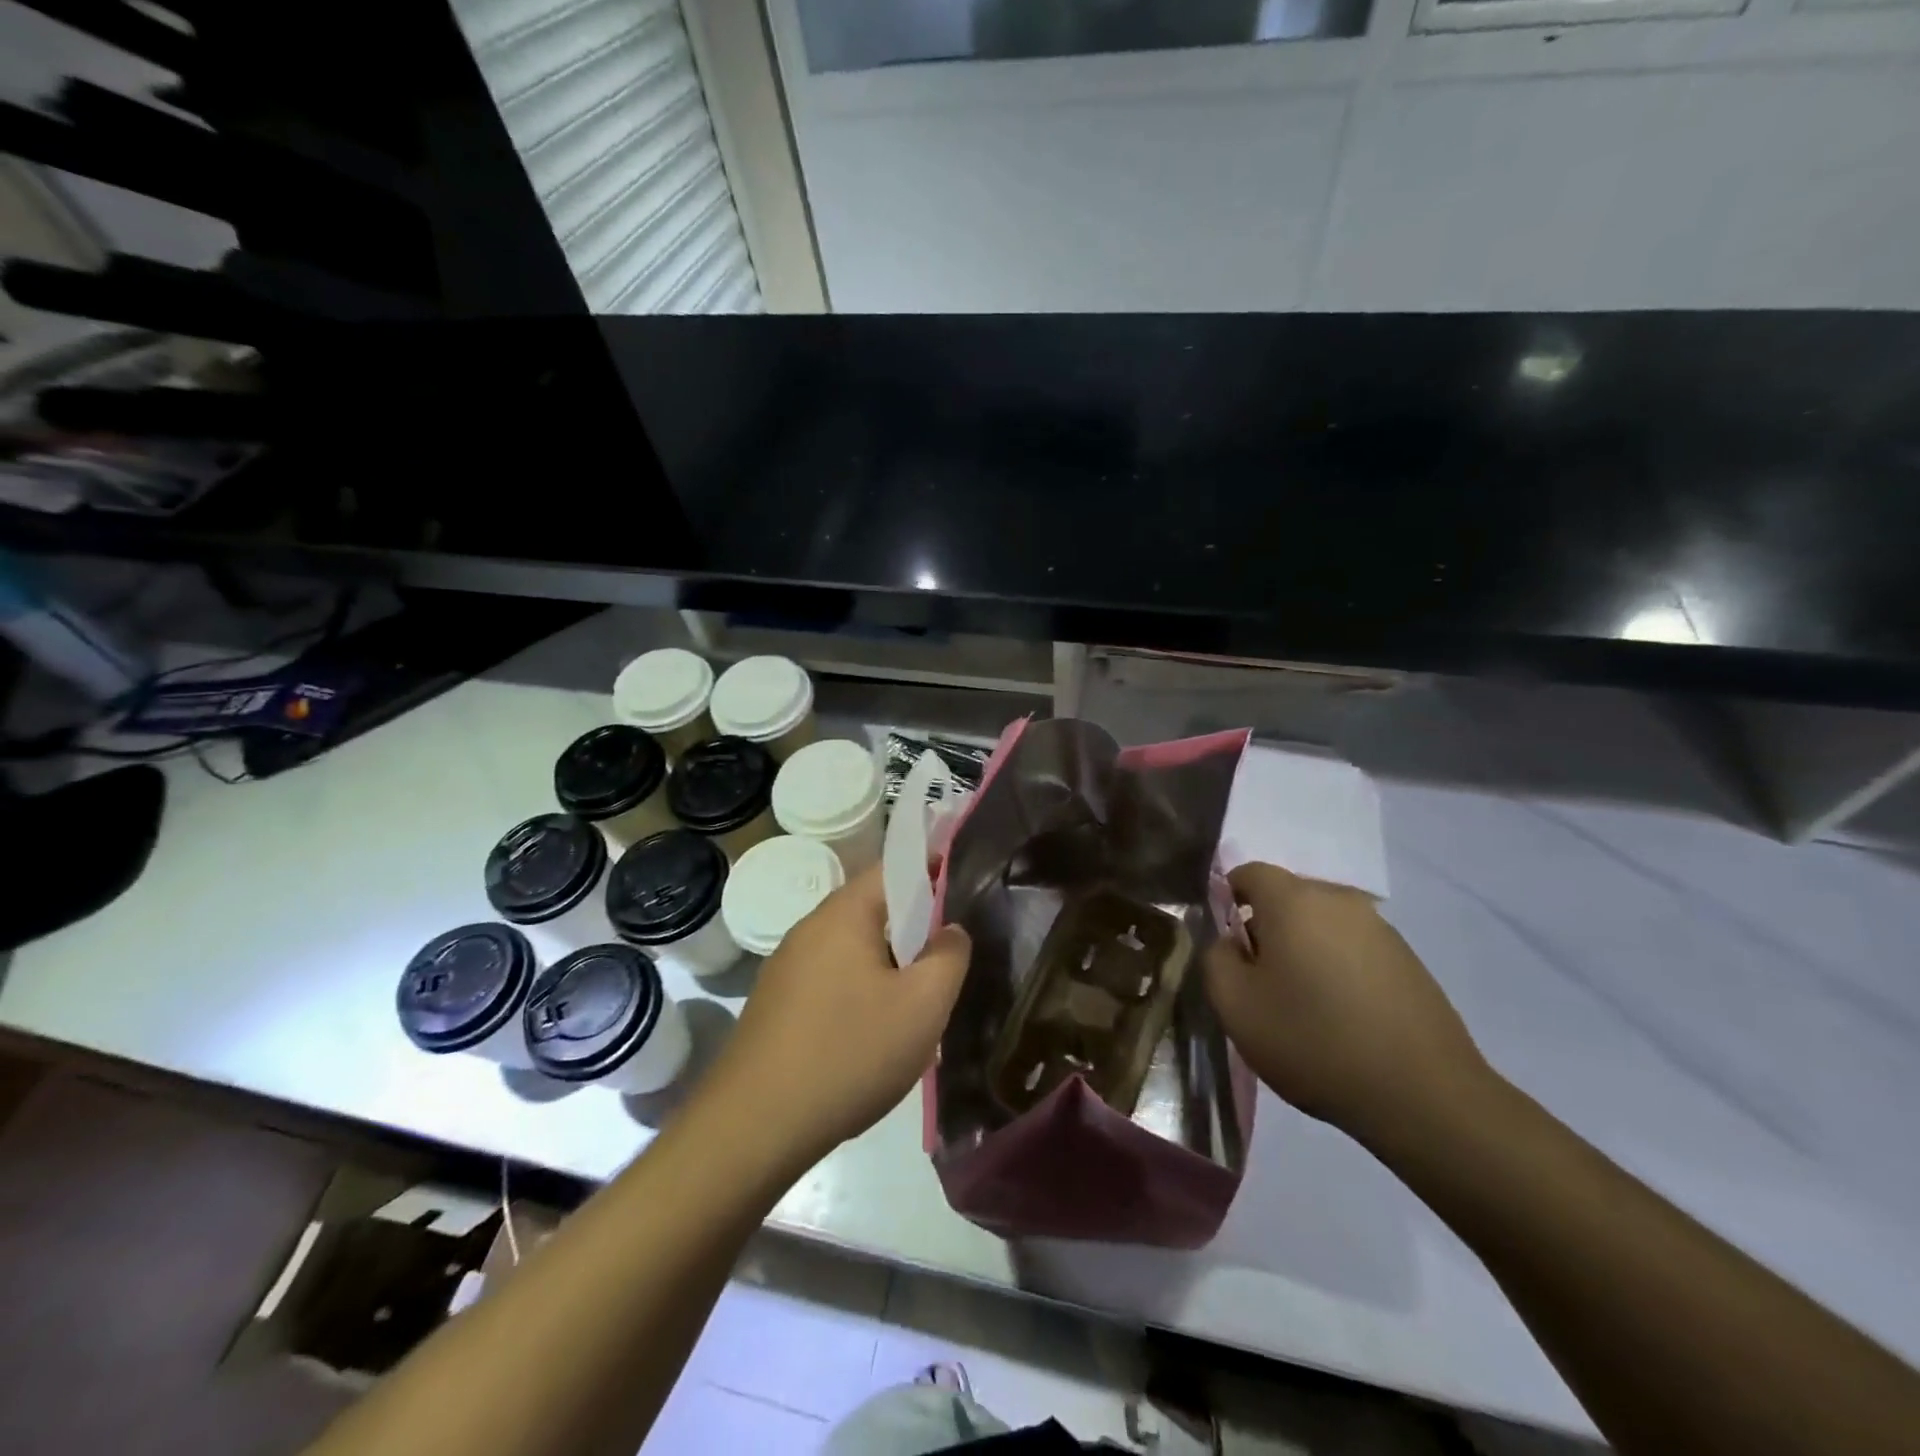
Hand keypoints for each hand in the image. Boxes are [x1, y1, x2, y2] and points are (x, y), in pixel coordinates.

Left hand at [711, 863, 970, 1165]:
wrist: (753, 1128)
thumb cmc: (848, 1053)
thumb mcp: (922, 1006)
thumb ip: (949, 957)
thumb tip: (951, 931)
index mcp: (842, 915)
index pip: (893, 869)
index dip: (932, 871)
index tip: (963, 891)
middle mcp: (809, 929)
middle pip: (873, 912)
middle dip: (913, 932)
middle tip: (944, 966)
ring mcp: (785, 968)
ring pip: (852, 953)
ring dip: (887, 970)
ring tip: (914, 1010)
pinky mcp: (775, 1005)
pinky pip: (830, 983)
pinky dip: (859, 996)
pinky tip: (871, 1040)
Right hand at [1204, 862, 1491, 1146]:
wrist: (1423, 1096)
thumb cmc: (1313, 1041)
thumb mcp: (1235, 1006)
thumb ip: (1215, 958)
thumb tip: (1228, 941)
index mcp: (1293, 900)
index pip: (1247, 873)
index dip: (1227, 904)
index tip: (1229, 950)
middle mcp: (1339, 899)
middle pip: (1286, 898)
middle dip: (1266, 929)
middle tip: (1262, 983)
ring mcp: (1380, 928)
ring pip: (1321, 924)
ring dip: (1304, 950)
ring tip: (1304, 1005)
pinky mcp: (1408, 959)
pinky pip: (1353, 948)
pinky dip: (1338, 968)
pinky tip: (1342, 1016)